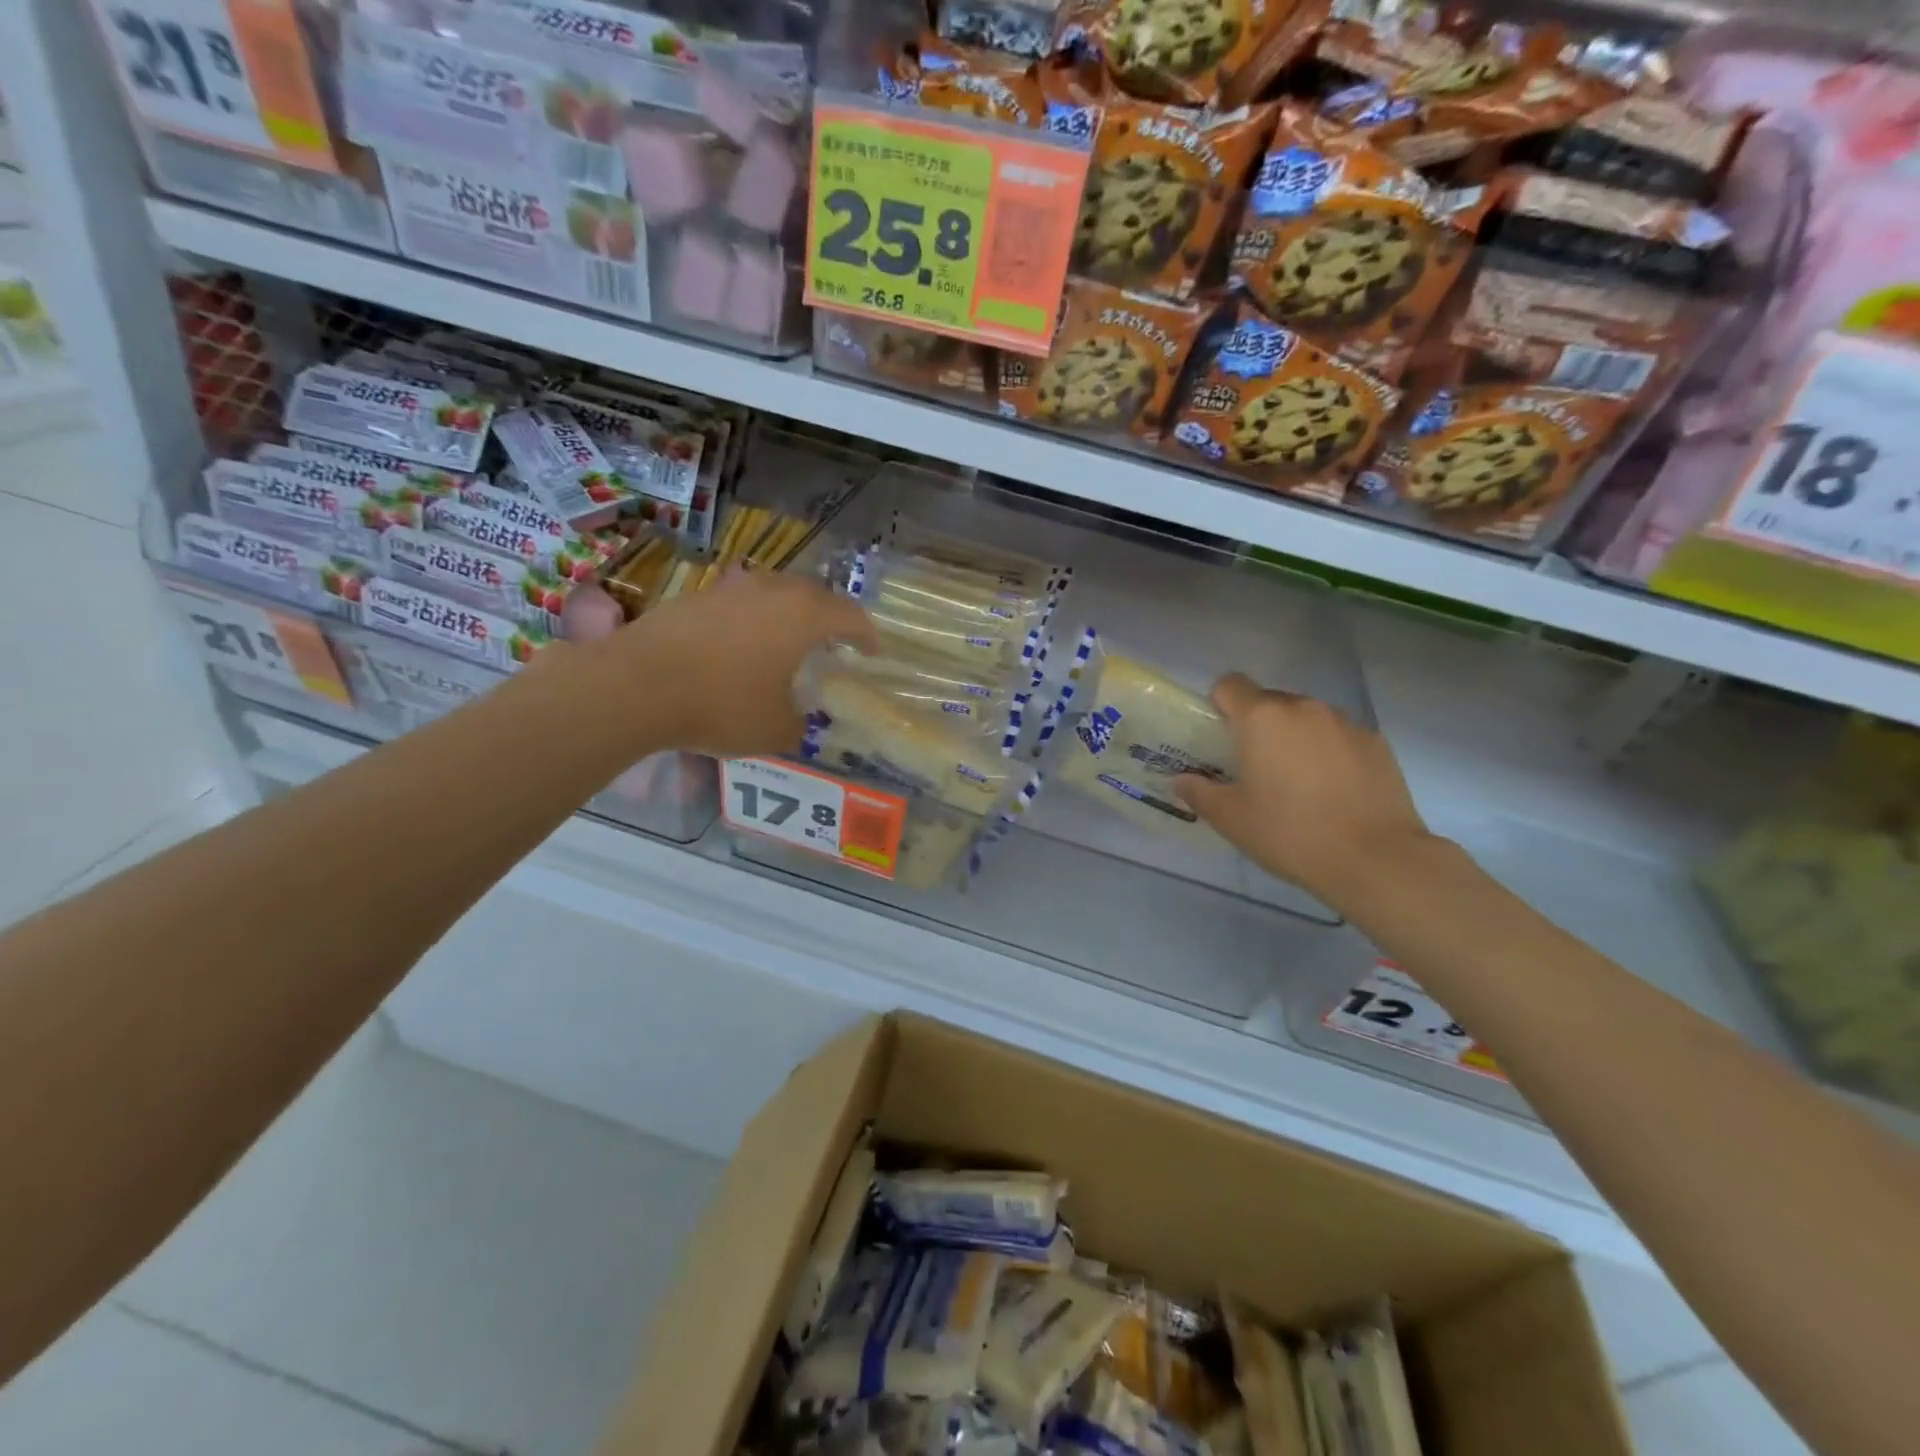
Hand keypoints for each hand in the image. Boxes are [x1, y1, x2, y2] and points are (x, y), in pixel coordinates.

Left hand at [596, 571, 875, 757]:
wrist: (636, 686)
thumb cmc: (722, 705)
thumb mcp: (775, 730)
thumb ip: (798, 723)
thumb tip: (796, 718)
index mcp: (804, 615)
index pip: (851, 616)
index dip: (866, 635)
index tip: (871, 652)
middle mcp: (771, 590)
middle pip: (813, 596)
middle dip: (828, 619)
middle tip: (831, 644)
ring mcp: (729, 588)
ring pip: (773, 594)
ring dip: (787, 616)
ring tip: (785, 644)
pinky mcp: (694, 596)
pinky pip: (738, 604)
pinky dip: (750, 622)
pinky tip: (739, 648)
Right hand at [1176, 673, 1436, 910]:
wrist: (1375, 859)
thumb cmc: (1290, 833)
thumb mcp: (1231, 819)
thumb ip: (1199, 792)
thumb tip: (1182, 781)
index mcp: (1262, 718)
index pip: (1230, 684)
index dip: (1219, 705)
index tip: (1220, 739)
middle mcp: (1304, 708)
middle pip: (1269, 700)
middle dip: (1257, 726)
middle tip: (1254, 768)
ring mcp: (1345, 722)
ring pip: (1306, 718)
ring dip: (1294, 737)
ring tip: (1297, 783)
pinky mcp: (1376, 741)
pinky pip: (1338, 735)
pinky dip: (1328, 752)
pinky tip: (1332, 791)